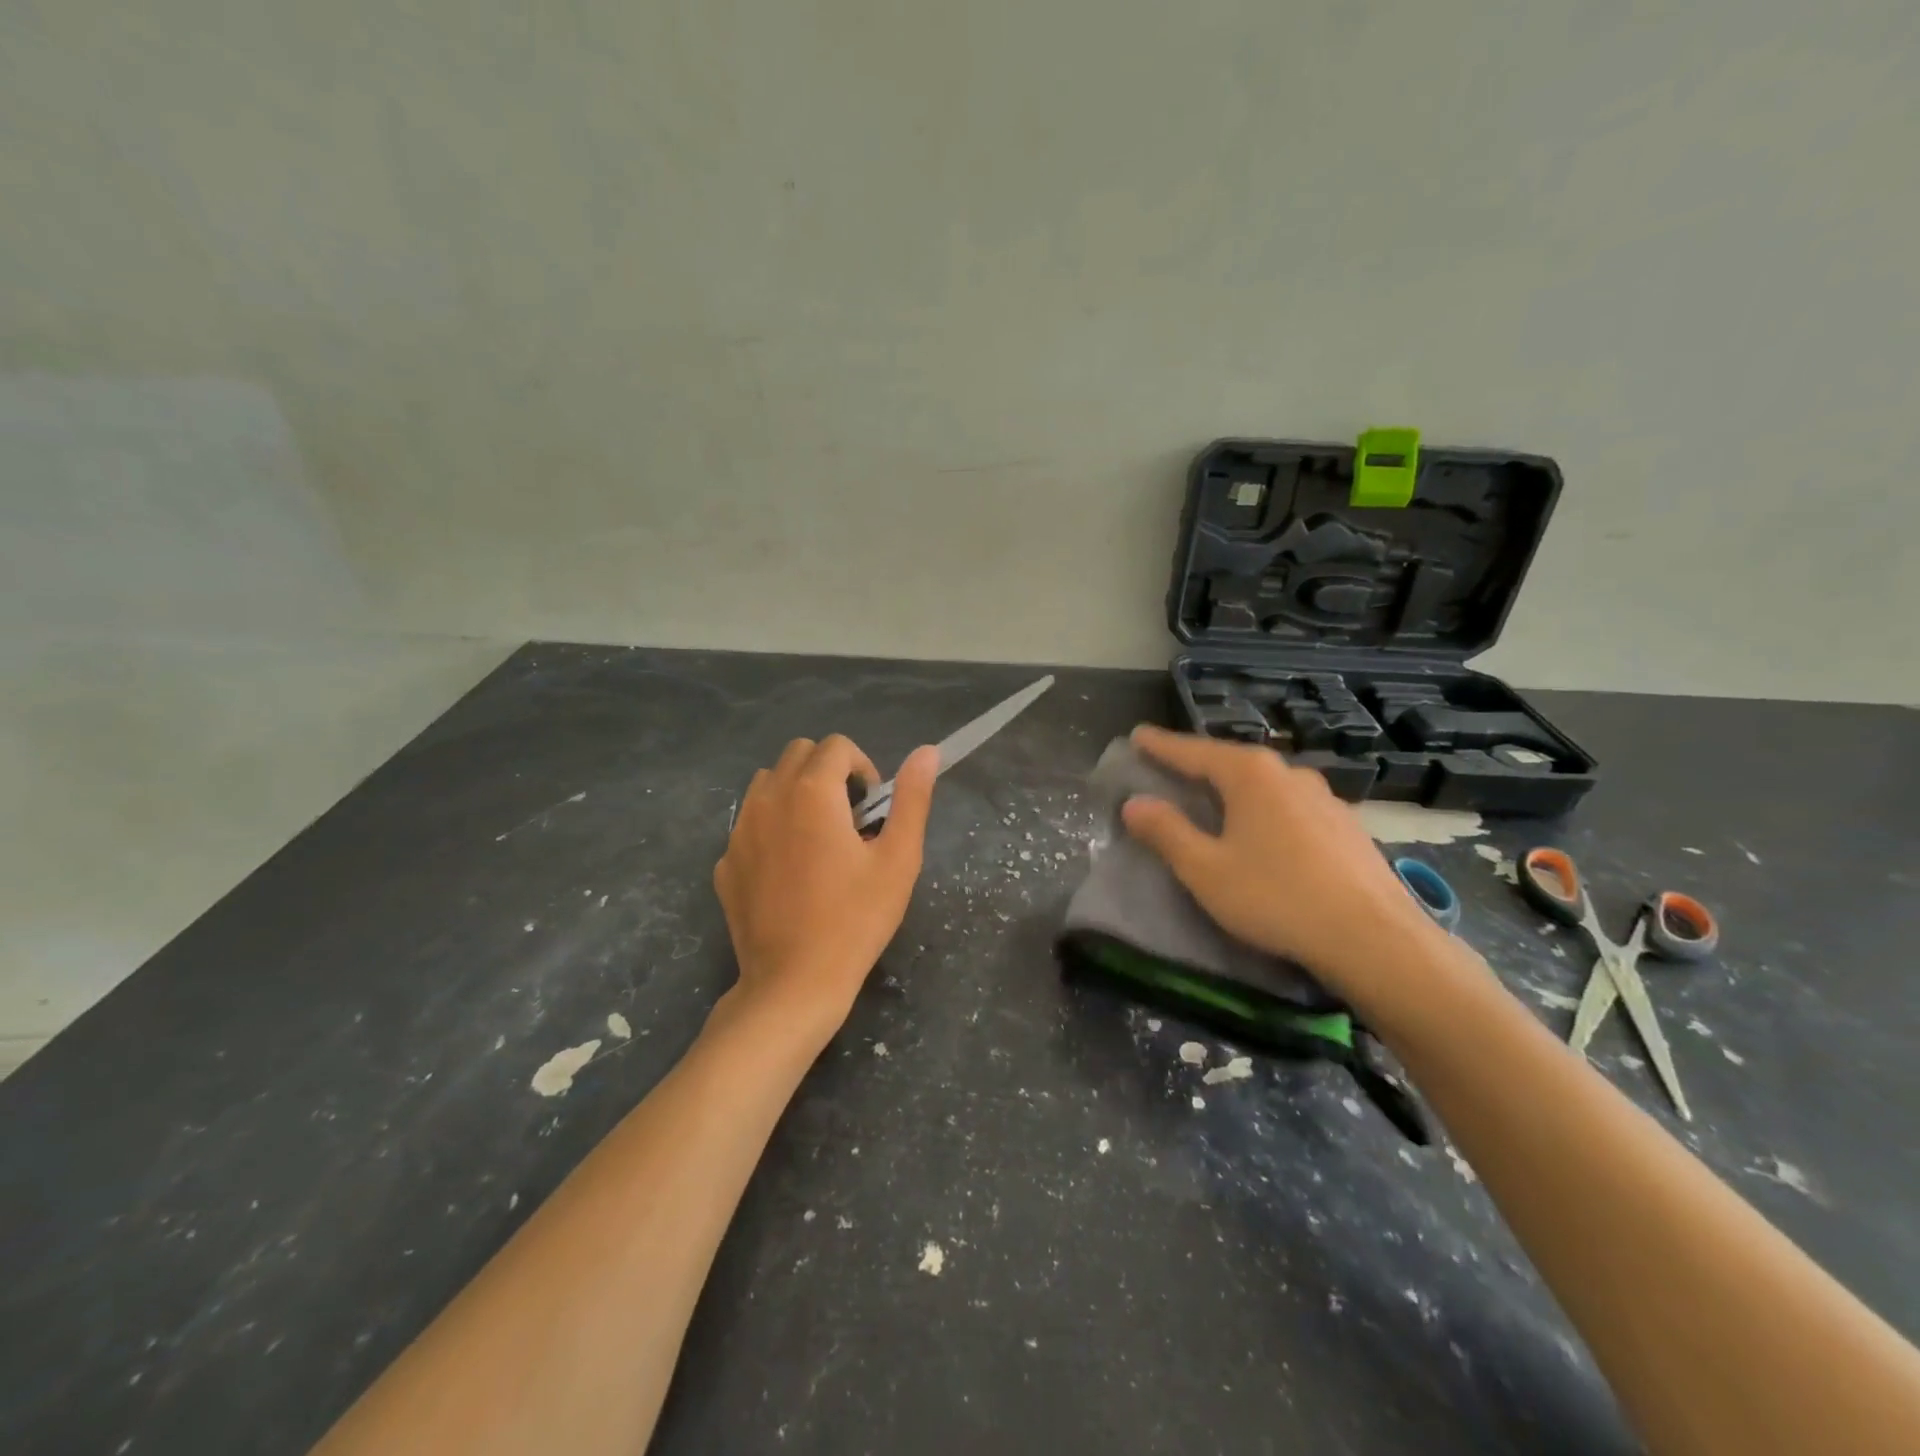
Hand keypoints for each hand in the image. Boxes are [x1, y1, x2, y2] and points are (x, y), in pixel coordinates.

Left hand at [712, 736, 937, 1043]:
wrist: (794, 983)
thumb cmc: (856, 919)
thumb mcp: (899, 858)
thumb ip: (912, 798)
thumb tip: (927, 751)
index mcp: (812, 792)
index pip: (837, 746)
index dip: (863, 768)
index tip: (873, 809)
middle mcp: (768, 799)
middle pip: (798, 753)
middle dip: (828, 771)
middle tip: (850, 818)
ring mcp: (739, 832)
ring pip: (767, 783)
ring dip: (795, 792)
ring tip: (818, 838)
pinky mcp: (725, 863)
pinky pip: (749, 824)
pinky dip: (771, 828)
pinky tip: (789, 872)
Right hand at [1119, 724, 1440, 1001]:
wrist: (1374, 939)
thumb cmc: (1276, 898)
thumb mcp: (1205, 869)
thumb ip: (1167, 832)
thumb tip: (1134, 803)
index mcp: (1250, 774)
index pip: (1193, 751)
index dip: (1161, 745)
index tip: (1137, 735)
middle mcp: (1289, 773)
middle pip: (1231, 762)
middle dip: (1198, 764)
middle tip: (1170, 768)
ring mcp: (1324, 798)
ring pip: (1265, 784)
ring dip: (1234, 788)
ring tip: (1215, 799)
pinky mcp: (1346, 826)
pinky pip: (1290, 805)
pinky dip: (1265, 809)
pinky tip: (1264, 831)